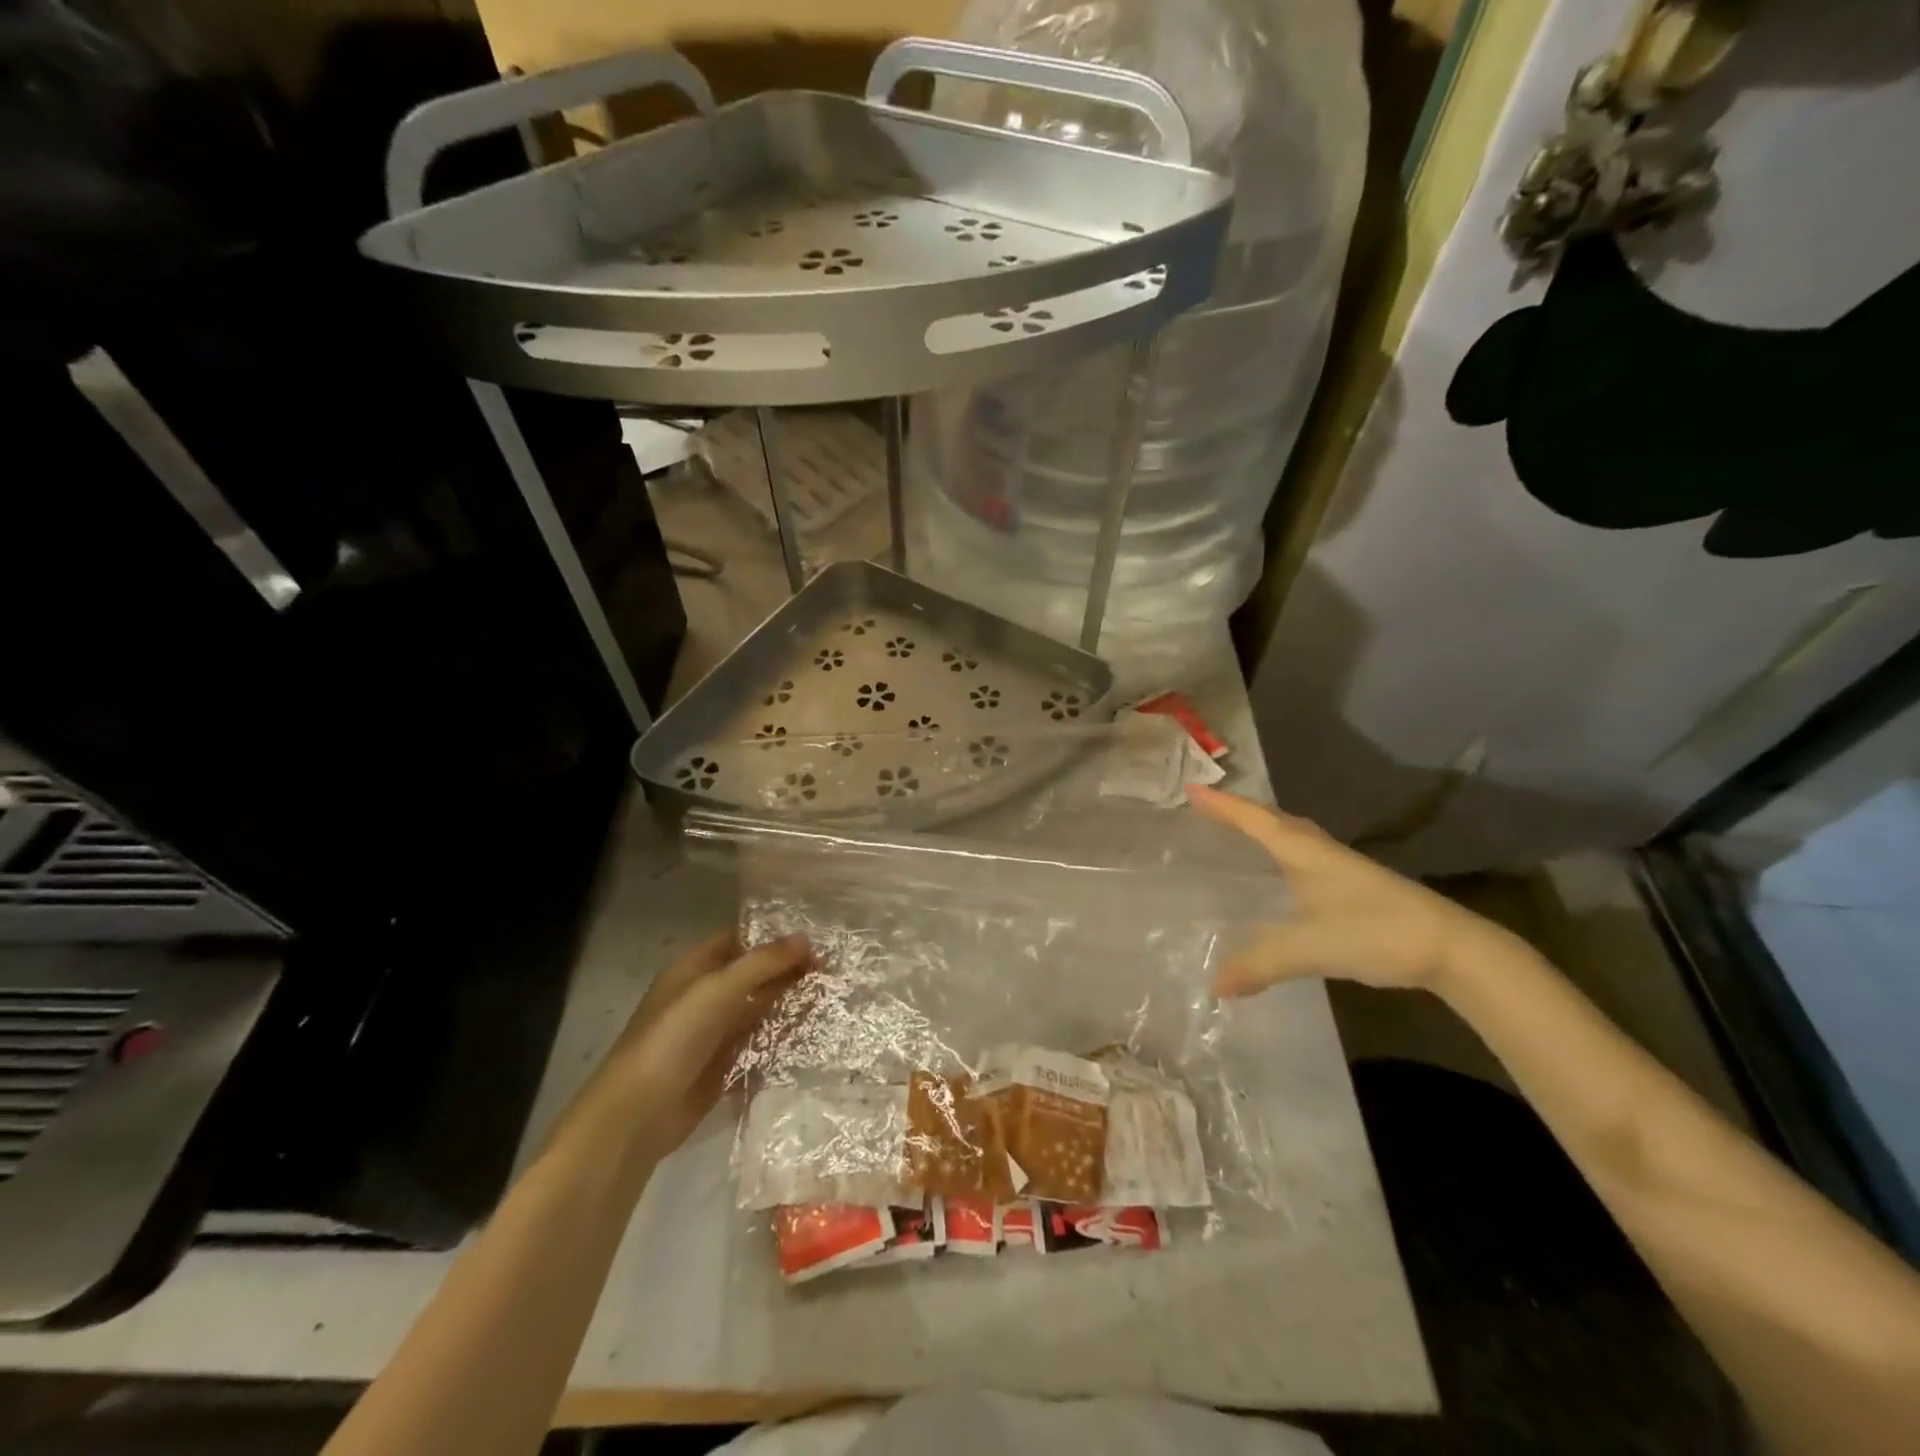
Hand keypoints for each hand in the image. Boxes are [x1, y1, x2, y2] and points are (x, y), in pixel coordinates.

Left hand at [557, 930, 811, 1166]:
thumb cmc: (675, 1036)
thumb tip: (806, 939)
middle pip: (753, 974)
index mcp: (695, 968)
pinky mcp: (723, 1067)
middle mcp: (704, 995)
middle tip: (833, 967)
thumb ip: (764, 962)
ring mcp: (713, 1033)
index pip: (739, 939)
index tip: (815, 936)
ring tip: (831, 995)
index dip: (774, 936)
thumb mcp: (720, 988)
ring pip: (759, 1009)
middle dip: (788, 969)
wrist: (638, 1114)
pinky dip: (782, 1037)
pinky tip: (812, 1033)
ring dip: (789, 1002)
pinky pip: (759, 1043)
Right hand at [1187, 785, 1518, 997]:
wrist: (1453, 949)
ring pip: (1293, 836)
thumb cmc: (1377, 932)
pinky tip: (1282, 876)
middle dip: (1239, 811)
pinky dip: (1282, 853)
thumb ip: (1261, 963)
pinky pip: (1304, 857)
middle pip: (1274, 820)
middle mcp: (1320, 852)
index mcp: (1305, 853)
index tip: (1191, 788)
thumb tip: (1214, 985)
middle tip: (1207, 807)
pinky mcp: (1354, 888)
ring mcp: (1341, 869)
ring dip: (1263, 828)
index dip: (1222, 805)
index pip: (1255, 820)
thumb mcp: (1312, 947)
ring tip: (1236, 832)